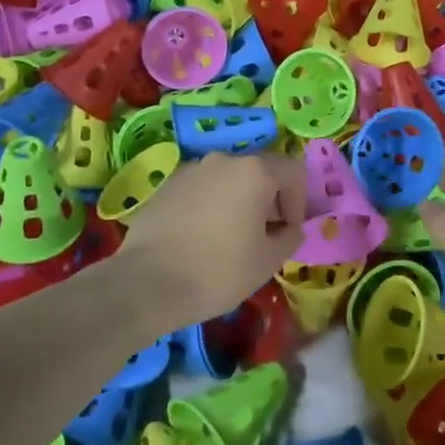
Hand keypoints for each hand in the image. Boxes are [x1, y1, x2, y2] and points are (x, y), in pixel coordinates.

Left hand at [111, 153, 306, 335]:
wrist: (146, 284)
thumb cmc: (218, 270)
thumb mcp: (268, 261)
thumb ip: (290, 238)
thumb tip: (290, 229)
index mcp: (255, 171)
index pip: (293, 172)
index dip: (299, 202)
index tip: (288, 232)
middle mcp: (224, 160)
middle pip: (260, 172)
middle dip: (269, 201)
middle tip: (263, 237)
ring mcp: (191, 170)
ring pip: (228, 180)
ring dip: (238, 203)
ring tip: (230, 239)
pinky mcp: (166, 186)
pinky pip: (201, 190)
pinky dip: (210, 207)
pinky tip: (200, 239)